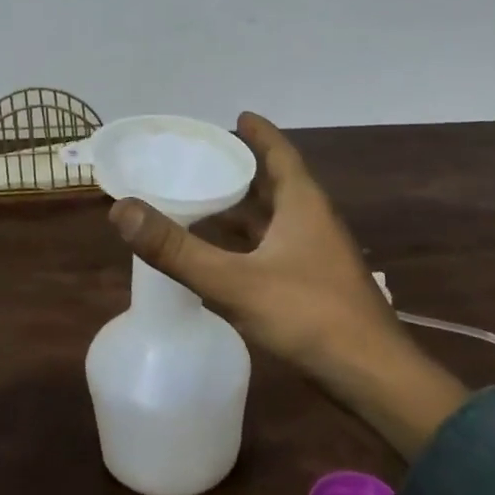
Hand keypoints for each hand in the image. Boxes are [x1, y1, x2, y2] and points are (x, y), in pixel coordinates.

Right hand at [109, 112, 465, 458]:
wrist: (373, 378)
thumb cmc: (309, 316)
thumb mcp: (234, 281)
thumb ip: (177, 249)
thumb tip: (121, 209)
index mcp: (303, 205)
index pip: (280, 153)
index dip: (259, 133)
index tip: (237, 116)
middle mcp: (313, 222)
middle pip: (277, 183)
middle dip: (245, 168)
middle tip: (206, 158)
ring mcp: (317, 256)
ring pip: (276, 219)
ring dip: (246, 208)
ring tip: (207, 200)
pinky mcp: (316, 286)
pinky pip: (275, 249)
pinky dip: (249, 244)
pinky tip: (225, 257)